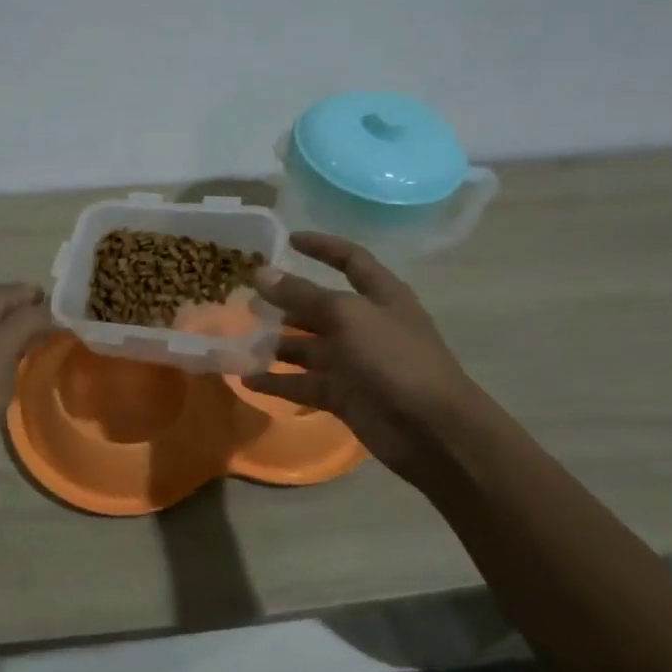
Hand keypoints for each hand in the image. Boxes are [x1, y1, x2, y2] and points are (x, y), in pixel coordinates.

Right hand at [242, 233, 481, 488]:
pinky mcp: (344, 396)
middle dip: (285, 302)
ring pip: (307, 348)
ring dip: (276, 344)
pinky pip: (304, 384)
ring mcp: (355, 363)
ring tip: (239, 340)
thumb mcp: (347, 316)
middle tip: (245, 300)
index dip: (323, 247)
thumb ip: (302, 295)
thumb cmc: (395, 359)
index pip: (350, 260)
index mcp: (380, 296)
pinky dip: (278, 382)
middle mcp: (366, 325)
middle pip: (320, 307)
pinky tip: (247, 379)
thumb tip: (261, 273)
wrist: (432, 431)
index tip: (289, 240)